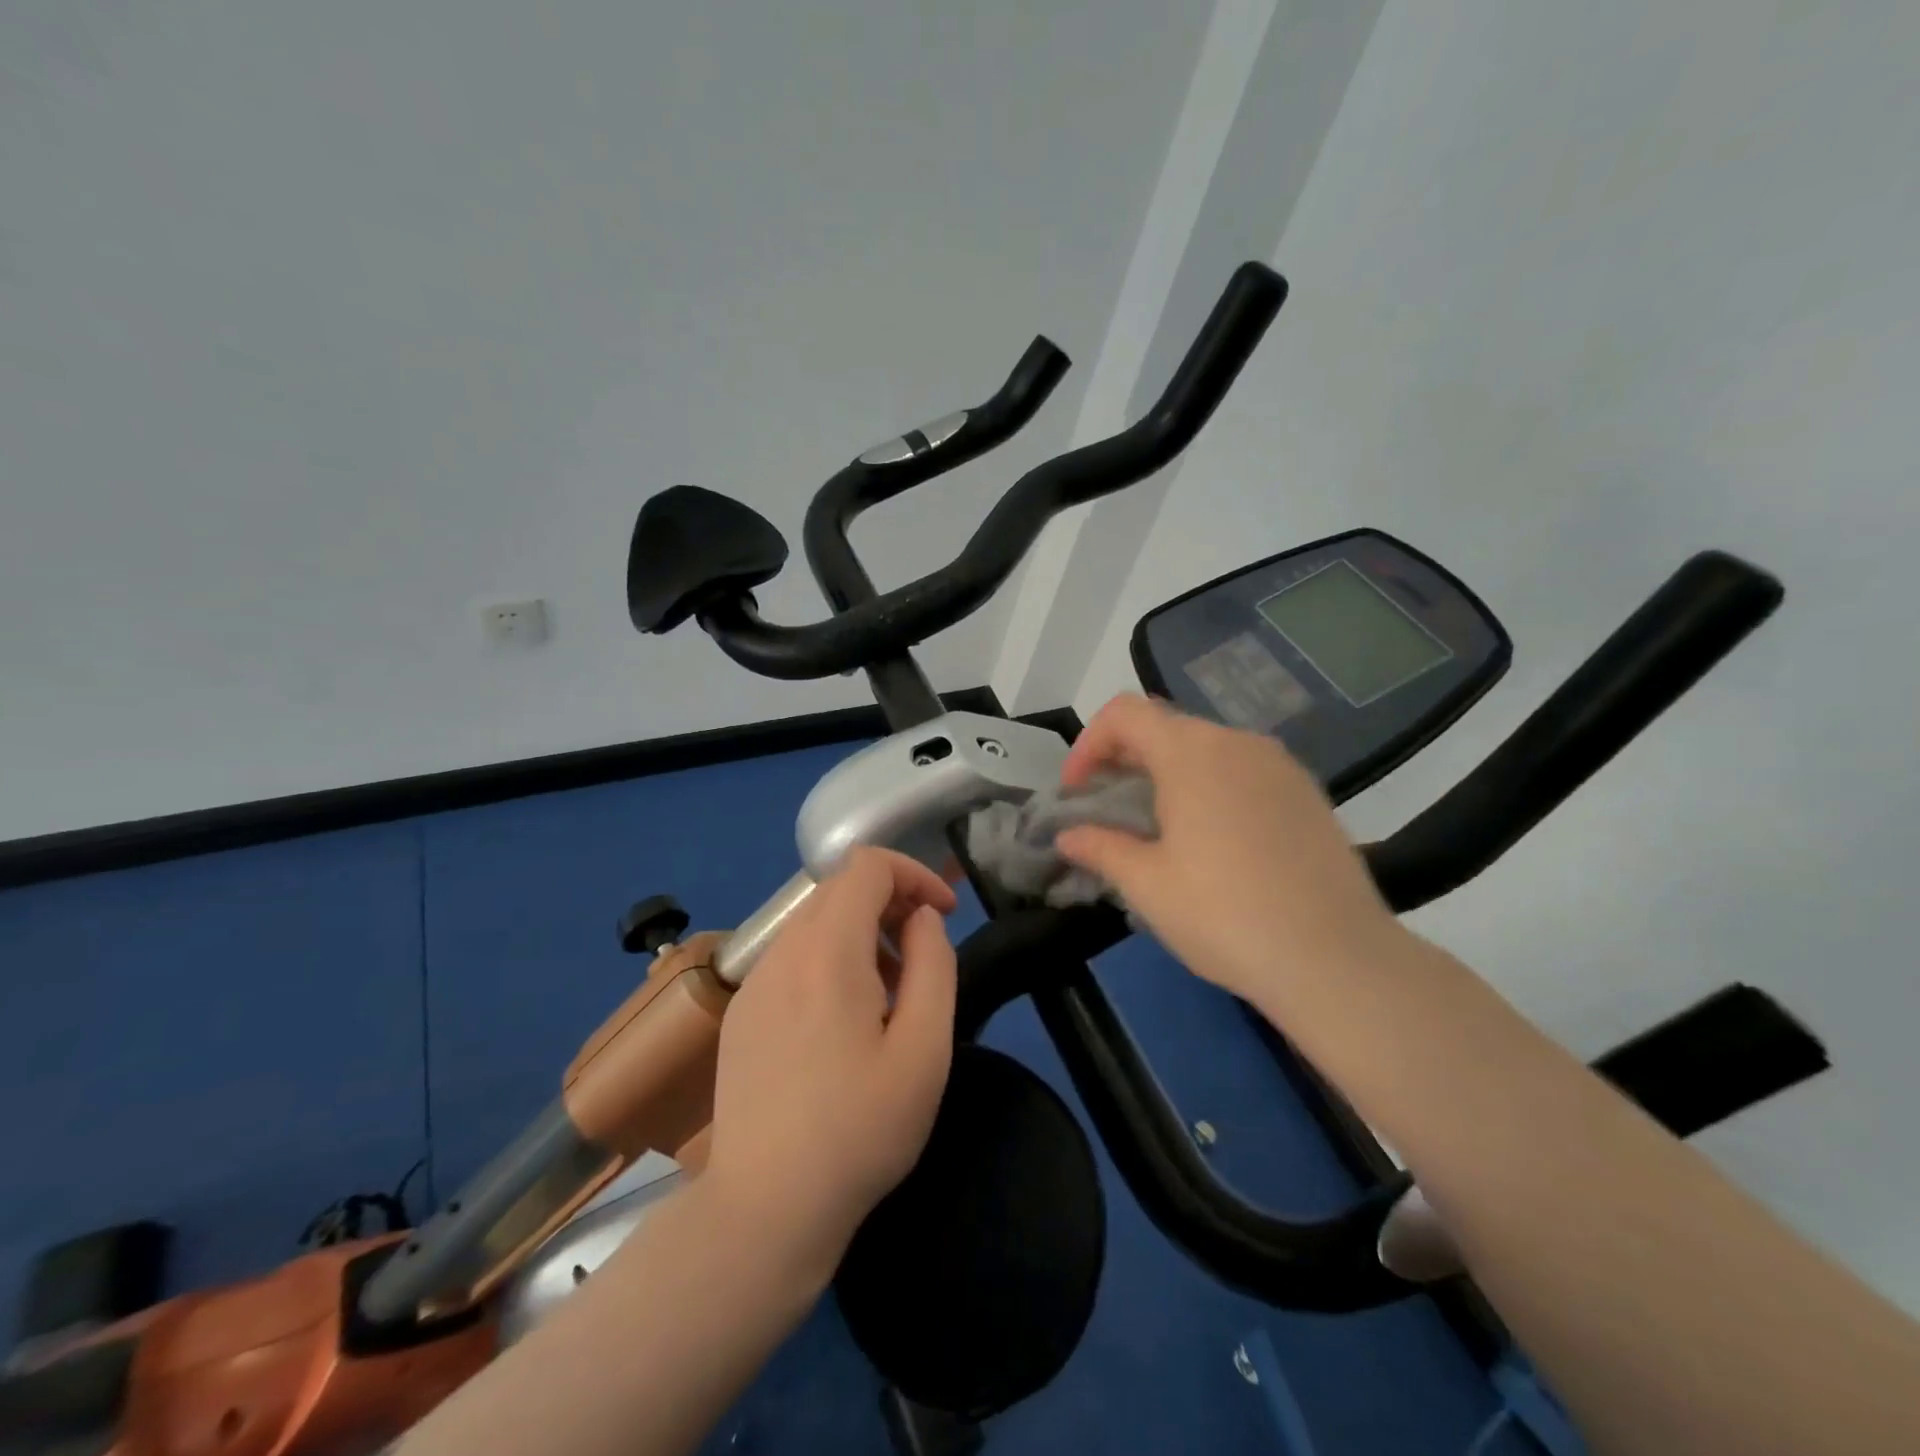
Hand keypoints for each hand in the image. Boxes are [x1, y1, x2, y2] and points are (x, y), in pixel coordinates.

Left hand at [702, 847, 957, 1278]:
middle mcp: (781, 952)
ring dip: (862, 934)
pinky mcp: (741, 1012)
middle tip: (923, 955)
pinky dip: (830, 960)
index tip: (944, 914)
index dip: (914, 874)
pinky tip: (845, 1022)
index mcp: (827, 952)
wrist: (765, 1210)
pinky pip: (792, 957)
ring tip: (891, 996)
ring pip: (815, 922)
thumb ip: (933, 965)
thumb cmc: (860, 1131)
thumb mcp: (925, 1049)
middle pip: (840, 888)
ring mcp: (754, 982)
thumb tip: (921, 919)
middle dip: (892, 902)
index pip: (867, 865)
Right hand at [1055, 694, 1402, 1009]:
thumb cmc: (1225, 915)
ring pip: (1206, 748)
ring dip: (1167, 773)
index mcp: (1191, 753)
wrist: (1338, 959)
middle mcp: (1237, 742)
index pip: (1124, 713)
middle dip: (1124, 760)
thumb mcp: (1148, 885)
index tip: (1078, 792)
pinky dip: (1209, 786)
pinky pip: (1242, 771)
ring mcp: (1279, 765)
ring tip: (1157, 827)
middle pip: (1165, 727)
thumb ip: (1100, 848)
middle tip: (1108, 810)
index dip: (1088, 744)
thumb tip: (1067, 836)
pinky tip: (1212, 840)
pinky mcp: (1307, 793)